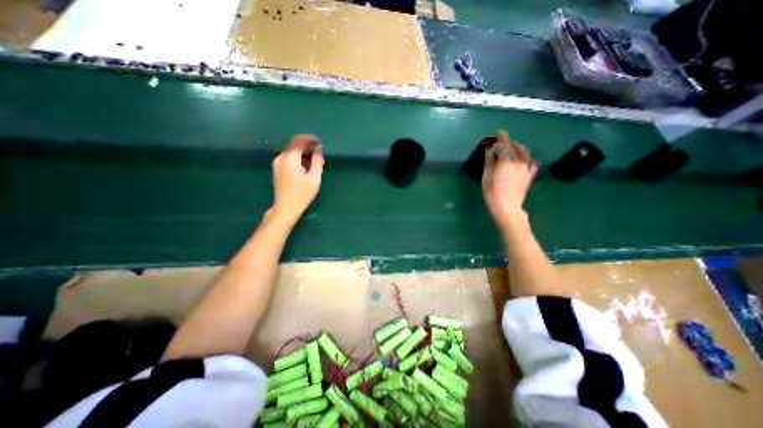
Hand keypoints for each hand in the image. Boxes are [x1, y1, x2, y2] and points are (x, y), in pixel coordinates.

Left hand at [270, 133, 322, 226]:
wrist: (285, 208)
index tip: (319, 142)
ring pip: (290, 151)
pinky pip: (288, 157)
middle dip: (306, 145)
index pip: (298, 141)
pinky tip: (304, 165)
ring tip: (313, 160)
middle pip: (293, 144)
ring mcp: (277, 163)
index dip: (309, 139)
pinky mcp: (277, 168)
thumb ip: (317, 161)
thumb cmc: (302, 194)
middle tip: (318, 152)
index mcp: (290, 159)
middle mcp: (281, 158)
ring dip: (302, 151)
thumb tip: (318, 148)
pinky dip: (297, 157)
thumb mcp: (314, 178)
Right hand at [482, 130, 535, 228]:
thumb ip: (489, 161)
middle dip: (508, 143)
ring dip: (518, 148)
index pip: (505, 144)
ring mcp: (526, 168)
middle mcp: (519, 161)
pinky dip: (527, 158)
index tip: (498, 133)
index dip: (501, 137)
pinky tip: (523, 160)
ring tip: (512, 150)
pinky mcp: (530, 175)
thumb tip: (490, 150)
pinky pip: (531, 162)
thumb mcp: (486, 176)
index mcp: (506, 161)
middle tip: (500, 145)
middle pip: (514, 147)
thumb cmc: (492, 193)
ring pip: (525, 153)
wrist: (507, 207)